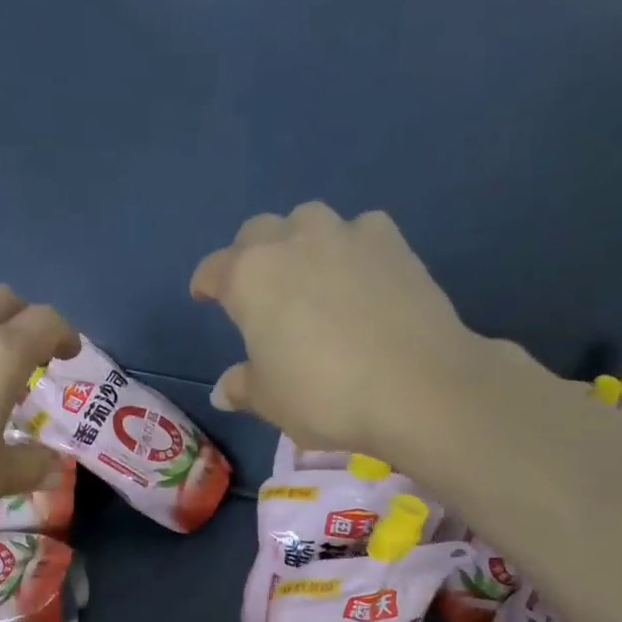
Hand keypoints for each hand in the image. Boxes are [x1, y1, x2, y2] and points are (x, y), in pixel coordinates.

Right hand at [191, 203, 476, 461]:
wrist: (416, 386)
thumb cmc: (323, 395)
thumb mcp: (270, 401)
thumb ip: (242, 387)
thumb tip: (223, 390)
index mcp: (249, 277)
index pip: (214, 269)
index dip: (206, 283)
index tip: (204, 295)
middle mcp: (291, 241)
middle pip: (258, 233)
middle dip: (250, 255)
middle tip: (258, 288)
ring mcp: (345, 234)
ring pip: (308, 221)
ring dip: (300, 242)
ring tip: (310, 275)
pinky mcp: (392, 241)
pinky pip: (359, 232)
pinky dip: (351, 248)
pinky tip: (359, 277)